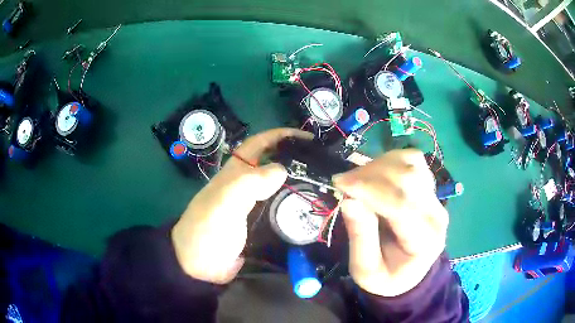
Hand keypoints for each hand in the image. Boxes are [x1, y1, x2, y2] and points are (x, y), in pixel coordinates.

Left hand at [171, 128, 312, 283]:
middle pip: (270, 163)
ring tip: (322, 182)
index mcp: (234, 173)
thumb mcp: (224, 203)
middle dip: (293, 157)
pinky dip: (293, 203)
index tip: (306, 137)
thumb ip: (250, 183)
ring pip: (277, 185)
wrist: (198, 265)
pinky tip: (309, 207)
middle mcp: (243, 185)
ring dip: (296, 180)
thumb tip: (282, 169)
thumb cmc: (208, 231)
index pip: (258, 144)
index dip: (279, 135)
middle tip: (321, 162)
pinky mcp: (256, 223)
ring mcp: (250, 205)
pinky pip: (279, 207)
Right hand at [333, 149, 447, 296]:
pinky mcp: (430, 187)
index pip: (402, 205)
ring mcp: (435, 198)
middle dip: (370, 174)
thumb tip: (349, 201)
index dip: (370, 190)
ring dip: (379, 165)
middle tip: (343, 182)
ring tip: (357, 179)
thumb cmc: (386, 276)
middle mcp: (436, 214)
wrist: (408, 273)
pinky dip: (389, 161)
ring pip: (411, 163)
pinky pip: (412, 161)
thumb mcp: (366, 270)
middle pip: (408, 178)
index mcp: (425, 242)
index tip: (340, 184)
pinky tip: (375, 175)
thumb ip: (360, 237)